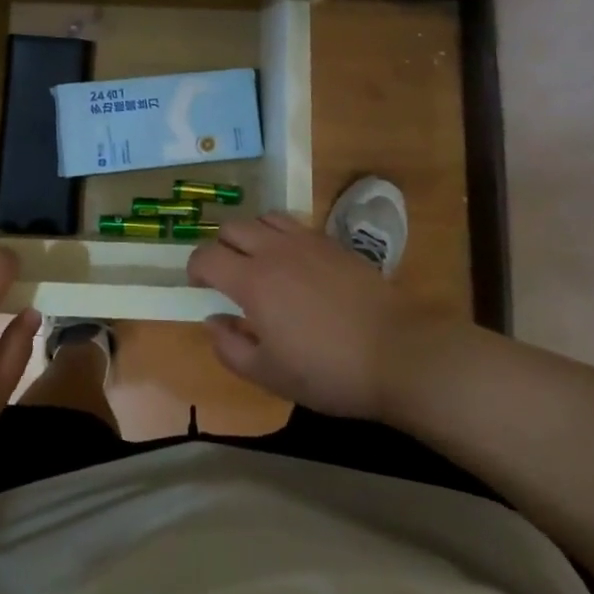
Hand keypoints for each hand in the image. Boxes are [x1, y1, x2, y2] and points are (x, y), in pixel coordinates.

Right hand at [187, 213, 446, 420]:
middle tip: (226, 274)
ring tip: (258, 262)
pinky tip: (293, 263)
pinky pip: (293, 224)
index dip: (195, 268)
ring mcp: (305, 241)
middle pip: (232, 228)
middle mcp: (273, 250)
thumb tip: (213, 321)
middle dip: (220, 247)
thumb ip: (230, 347)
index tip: (198, 285)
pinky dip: (280, 235)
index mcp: (252, 281)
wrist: (399, 352)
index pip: (206, 256)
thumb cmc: (329, 371)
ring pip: (263, 218)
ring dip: (251, 235)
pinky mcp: (332, 243)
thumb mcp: (270, 375)